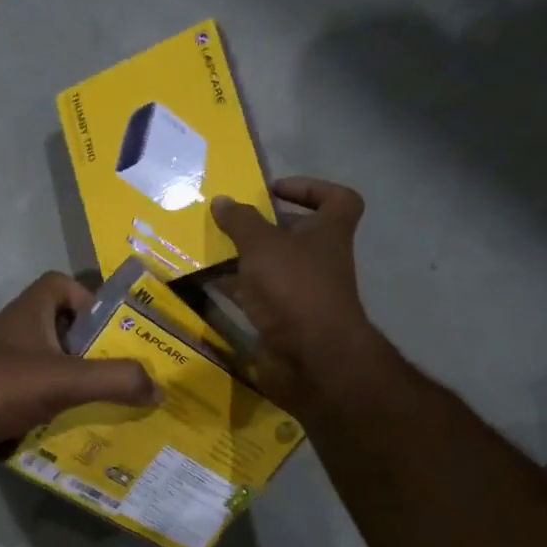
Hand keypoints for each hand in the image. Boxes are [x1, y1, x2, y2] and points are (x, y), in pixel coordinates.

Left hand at [0, 272, 159, 474]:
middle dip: (95, 355)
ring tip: (114, 411)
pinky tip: (78, 438)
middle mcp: (17, 336)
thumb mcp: (64, 379)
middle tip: (130, 379)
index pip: (61, 286)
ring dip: (78, 390)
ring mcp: (3, 370)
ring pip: (51, 373)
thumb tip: (160, 389)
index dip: (91, 301)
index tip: (116, 330)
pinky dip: (54, 418)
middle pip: (64, 334)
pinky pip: (35, 404)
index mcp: (31, 313)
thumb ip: (115, 381)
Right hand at [210, 178, 376, 411]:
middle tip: (232, 222)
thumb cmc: (295, 288)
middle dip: (266, 228)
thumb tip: (222, 200)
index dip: (311, 188)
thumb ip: (241, 221)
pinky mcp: (286, 321)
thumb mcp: (262, 245)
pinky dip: (237, 291)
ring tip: (211, 250)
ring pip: (274, 268)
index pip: (338, 199)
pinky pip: (259, 298)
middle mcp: (322, 261)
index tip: (275, 191)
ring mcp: (305, 293)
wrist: (312, 358)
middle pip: (298, 235)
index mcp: (330, 233)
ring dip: (246, 260)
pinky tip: (208, 285)